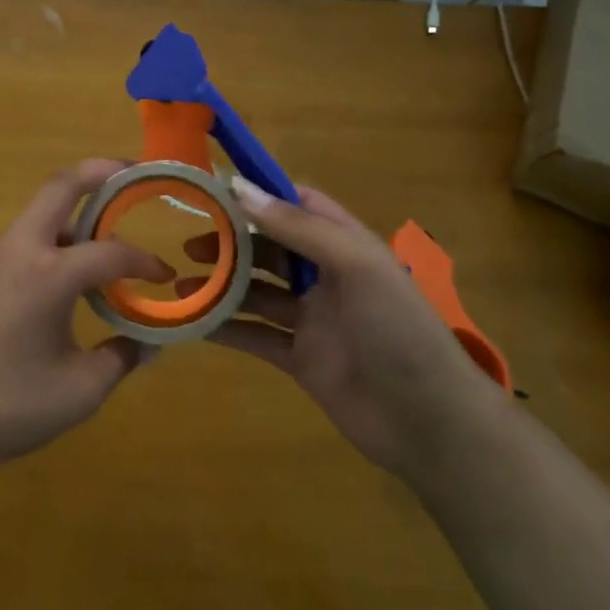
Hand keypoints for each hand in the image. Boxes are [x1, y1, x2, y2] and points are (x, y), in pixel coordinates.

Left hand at [0, 159, 171, 479]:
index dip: (145, 261)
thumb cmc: (5, 406)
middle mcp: (19, 250)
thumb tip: (149, 344)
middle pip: (61, 186)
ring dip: (74, 212)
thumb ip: (120, 359)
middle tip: (133, 173)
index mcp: (49, 274)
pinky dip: (51, 242)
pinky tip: (63, 281)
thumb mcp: (79, 391)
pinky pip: (21, 242)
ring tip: (105, 236)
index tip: (165, 277)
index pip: (112, 251)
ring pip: (38, 214)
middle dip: (101, 171)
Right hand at [183, 179, 494, 474]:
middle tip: (190, 245)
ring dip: (222, 285)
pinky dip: (226, 328)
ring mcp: (312, 320)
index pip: (299, 205)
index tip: (215, 190)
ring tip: (181, 283)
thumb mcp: (355, 264)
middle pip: (270, 248)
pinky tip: (194, 323)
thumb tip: (239, 188)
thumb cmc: (397, 329)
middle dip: (231, 243)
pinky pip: (256, 336)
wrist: (428, 422)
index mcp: (346, 245)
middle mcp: (327, 277)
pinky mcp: (300, 359)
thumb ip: (298, 227)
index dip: (261, 194)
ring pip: (258, 292)